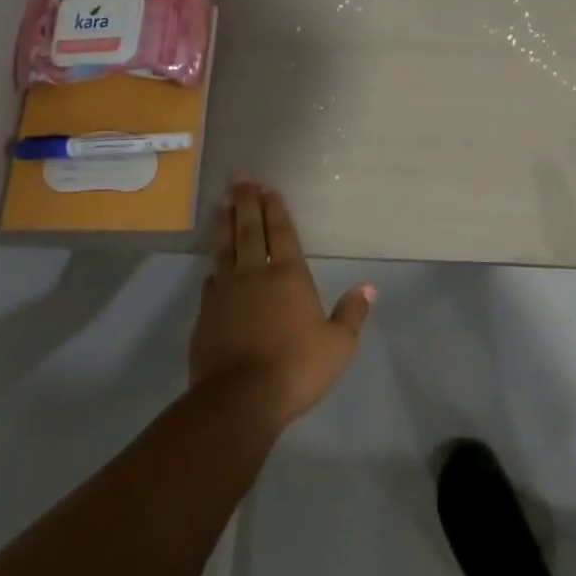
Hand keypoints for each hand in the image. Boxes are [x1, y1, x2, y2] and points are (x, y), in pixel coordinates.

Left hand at [189, 180, 375, 427]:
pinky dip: (214, 265)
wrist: (239, 399)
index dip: (275, 209)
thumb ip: (352, 313)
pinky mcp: (206, 313)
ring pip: (225, 248)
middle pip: (249, 229)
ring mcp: (226, 292)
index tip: (267, 188)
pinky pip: (211, 279)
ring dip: (224, 223)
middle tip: (239, 176)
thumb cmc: (295, 368)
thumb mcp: (338, 345)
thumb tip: (369, 287)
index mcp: (288, 275)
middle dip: (246, 201)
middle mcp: (255, 274)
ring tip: (221, 202)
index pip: (281, 233)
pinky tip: (213, 263)